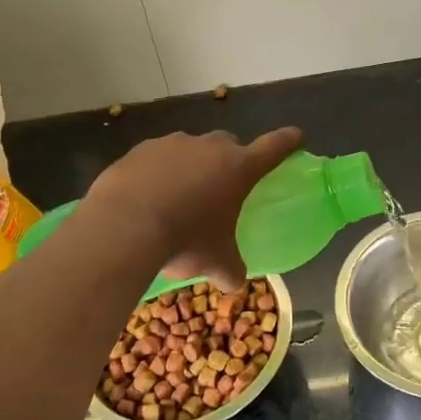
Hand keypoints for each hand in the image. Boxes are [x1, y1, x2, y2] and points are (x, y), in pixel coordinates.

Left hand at [86, 127, 302, 287]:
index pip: (274, 147)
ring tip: (177, 197)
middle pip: (228, 144)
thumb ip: (230, 270)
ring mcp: (172, 144)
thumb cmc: (185, 240)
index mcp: (238, 168)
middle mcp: (209, 148)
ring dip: (189, 166)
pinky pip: (156, 158)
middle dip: (229, 159)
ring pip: (189, 149)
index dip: (288, 142)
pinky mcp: (139, 150)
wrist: (124, 227)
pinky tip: (145, 198)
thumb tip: (233, 283)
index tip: (296, 137)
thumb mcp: (215, 261)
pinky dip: (156, 173)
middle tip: (221, 186)